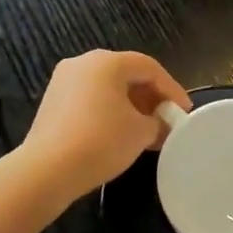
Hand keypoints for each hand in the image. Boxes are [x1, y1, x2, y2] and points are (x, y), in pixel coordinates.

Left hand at [21, 50, 191, 205]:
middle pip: (127, 75)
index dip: (172, 89)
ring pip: (107, 88)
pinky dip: (110, 112)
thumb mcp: (141, 132)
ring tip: (147, 131)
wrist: (47, 170)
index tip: (184, 112)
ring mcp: (63, 81)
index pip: (149, 68)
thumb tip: (162, 125)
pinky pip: (90, 100)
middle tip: (167, 120)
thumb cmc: (101, 141)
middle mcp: (83, 63)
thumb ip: (159, 123)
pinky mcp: (52, 102)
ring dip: (131, 106)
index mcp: (107, 61)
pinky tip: (120, 134)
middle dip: (151, 98)